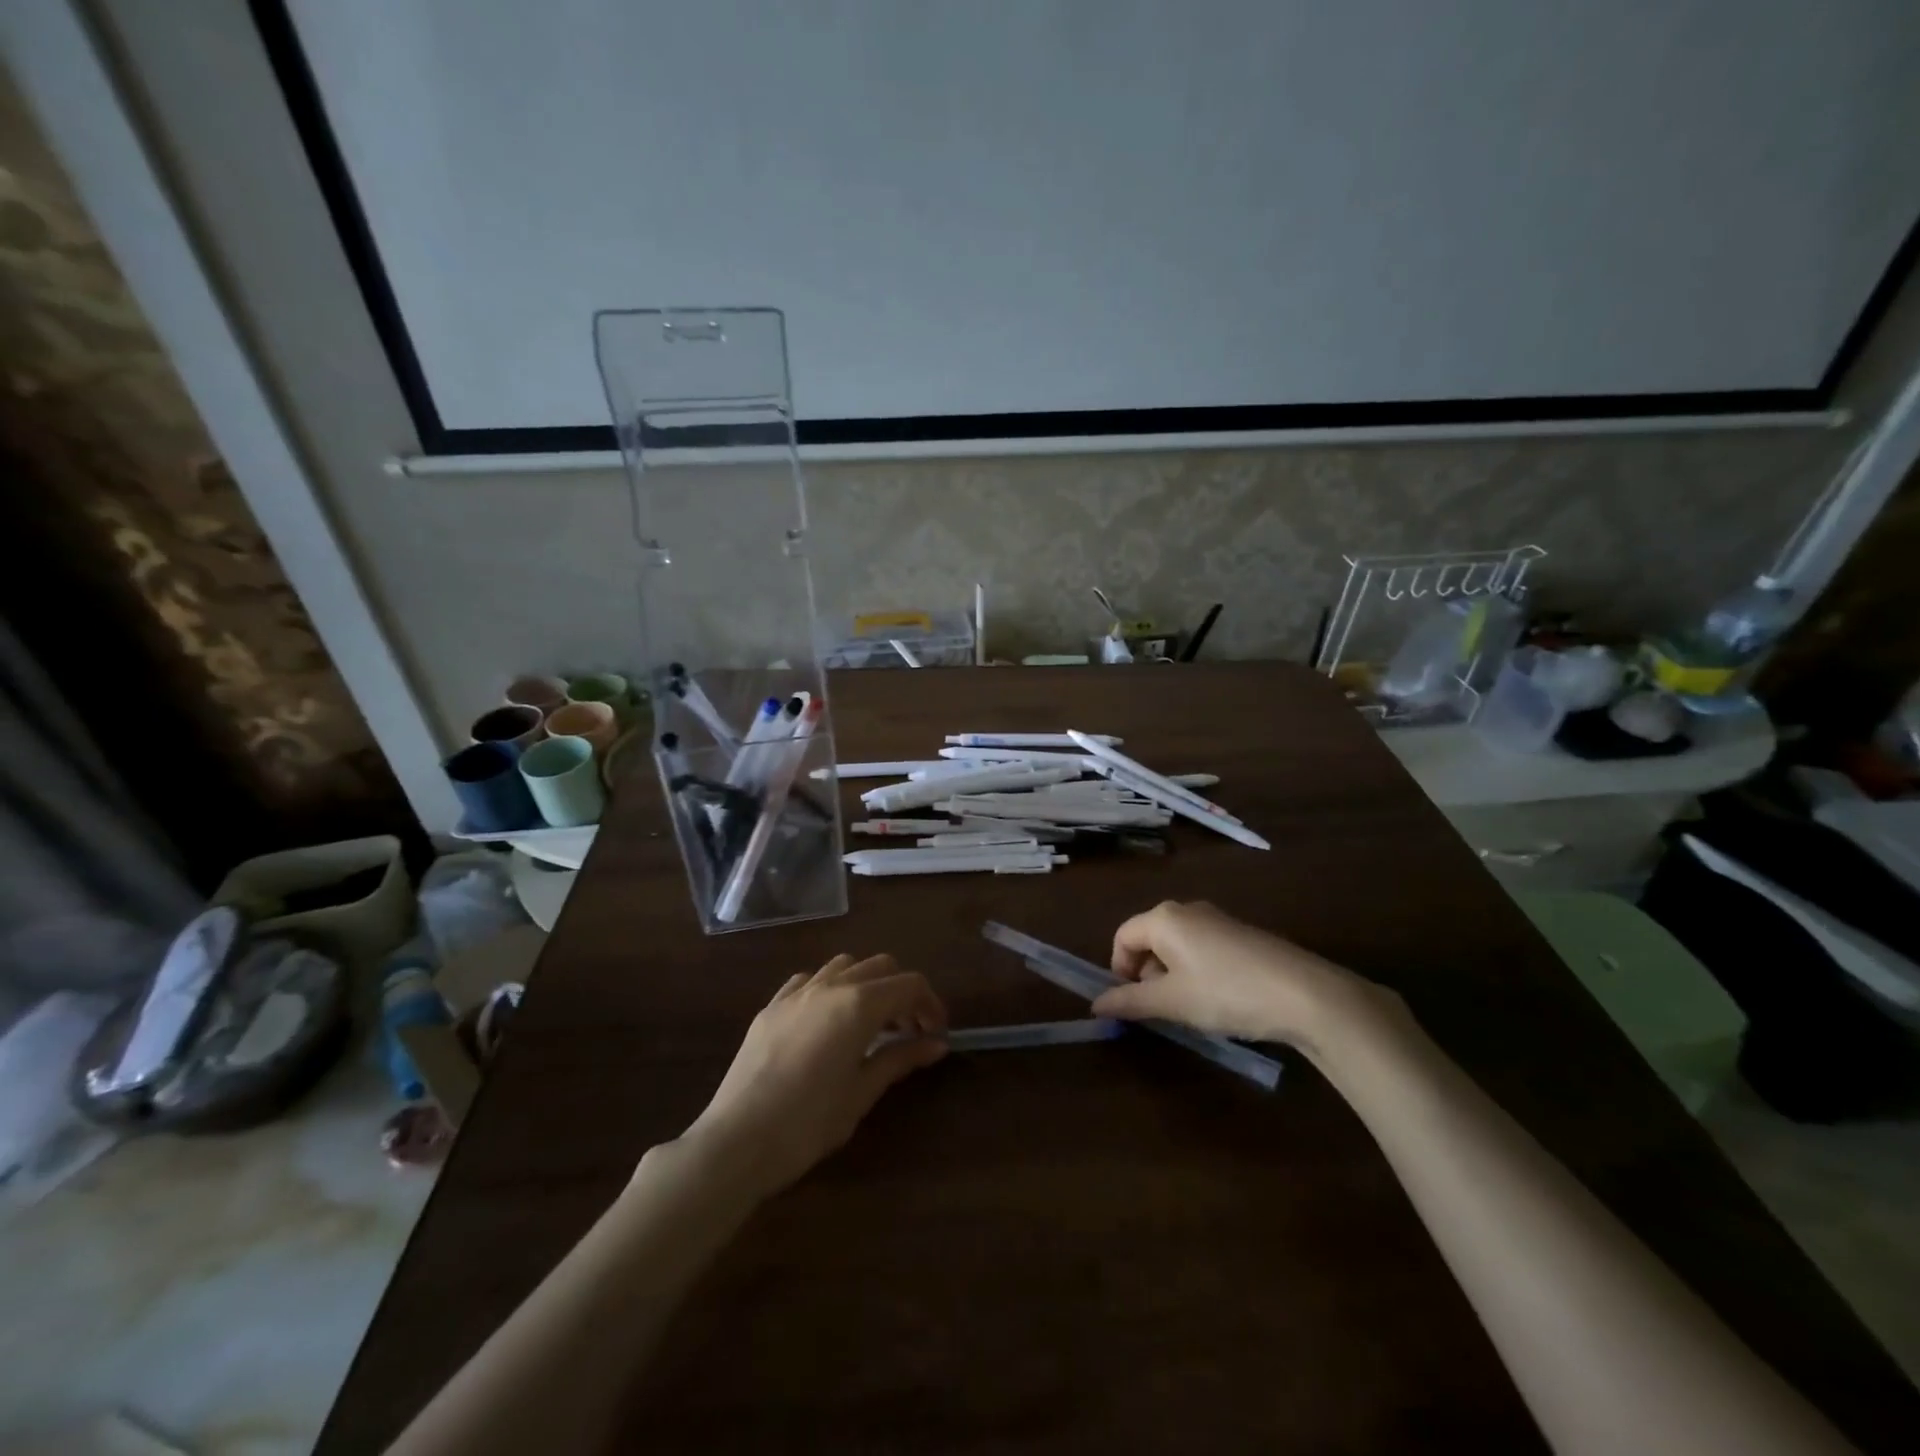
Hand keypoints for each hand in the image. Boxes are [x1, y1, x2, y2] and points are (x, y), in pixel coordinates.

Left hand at [677, 954, 946, 1199]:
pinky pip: (809, 980)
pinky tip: (828, 1021)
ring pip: (844, 965)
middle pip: (880, 966)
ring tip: (869, 1023)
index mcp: (859, 1004)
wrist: (737, 1141)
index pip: (909, 985)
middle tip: (909, 1030)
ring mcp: (796, 992)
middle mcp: (830, 985)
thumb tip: (936, 1044)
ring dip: (866, 984)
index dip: (930, 1004)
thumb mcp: (862, 1092)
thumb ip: (900, 1059)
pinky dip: (830, 989)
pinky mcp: (771, 1006)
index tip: (936, 1033)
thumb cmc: (809, 1123)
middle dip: (902, 992)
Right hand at [1089, 901, 1390, 1055]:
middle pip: (1149, 938)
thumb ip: (1129, 1001)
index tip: (1130, 1003)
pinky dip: (1197, 971)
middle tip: (1160, 1009)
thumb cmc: (1225, 993)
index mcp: (1163, 918)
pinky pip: (1202, 948)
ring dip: (1171, 975)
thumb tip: (1096, 1004)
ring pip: (1177, 945)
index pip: (1122, 936)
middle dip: (1146, 974)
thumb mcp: (1172, 1002)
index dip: (1118, 970)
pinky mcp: (1241, 934)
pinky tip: (1219, 1000)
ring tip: (1191, 1009)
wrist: (1304, 993)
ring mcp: (1217, 919)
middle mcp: (1186, 909)